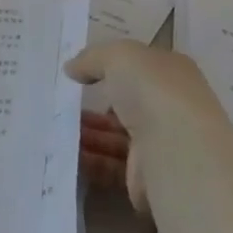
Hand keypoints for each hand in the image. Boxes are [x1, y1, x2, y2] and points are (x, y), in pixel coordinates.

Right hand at [66, 41, 226, 209]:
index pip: (140, 66)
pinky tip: (67, 152)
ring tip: (56, 126)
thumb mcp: (119, 56)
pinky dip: (89, 159)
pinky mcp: (146, 176)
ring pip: (116, 135)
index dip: (111, 66)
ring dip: (89, 132)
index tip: (80, 70)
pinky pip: (110, 164)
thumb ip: (93, 58)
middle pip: (126, 103)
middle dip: (95, 103)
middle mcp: (170, 107)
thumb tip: (72, 68)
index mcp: (172, 73)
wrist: (176, 152)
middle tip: (63, 102)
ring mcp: (160, 143)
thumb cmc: (152, 91)